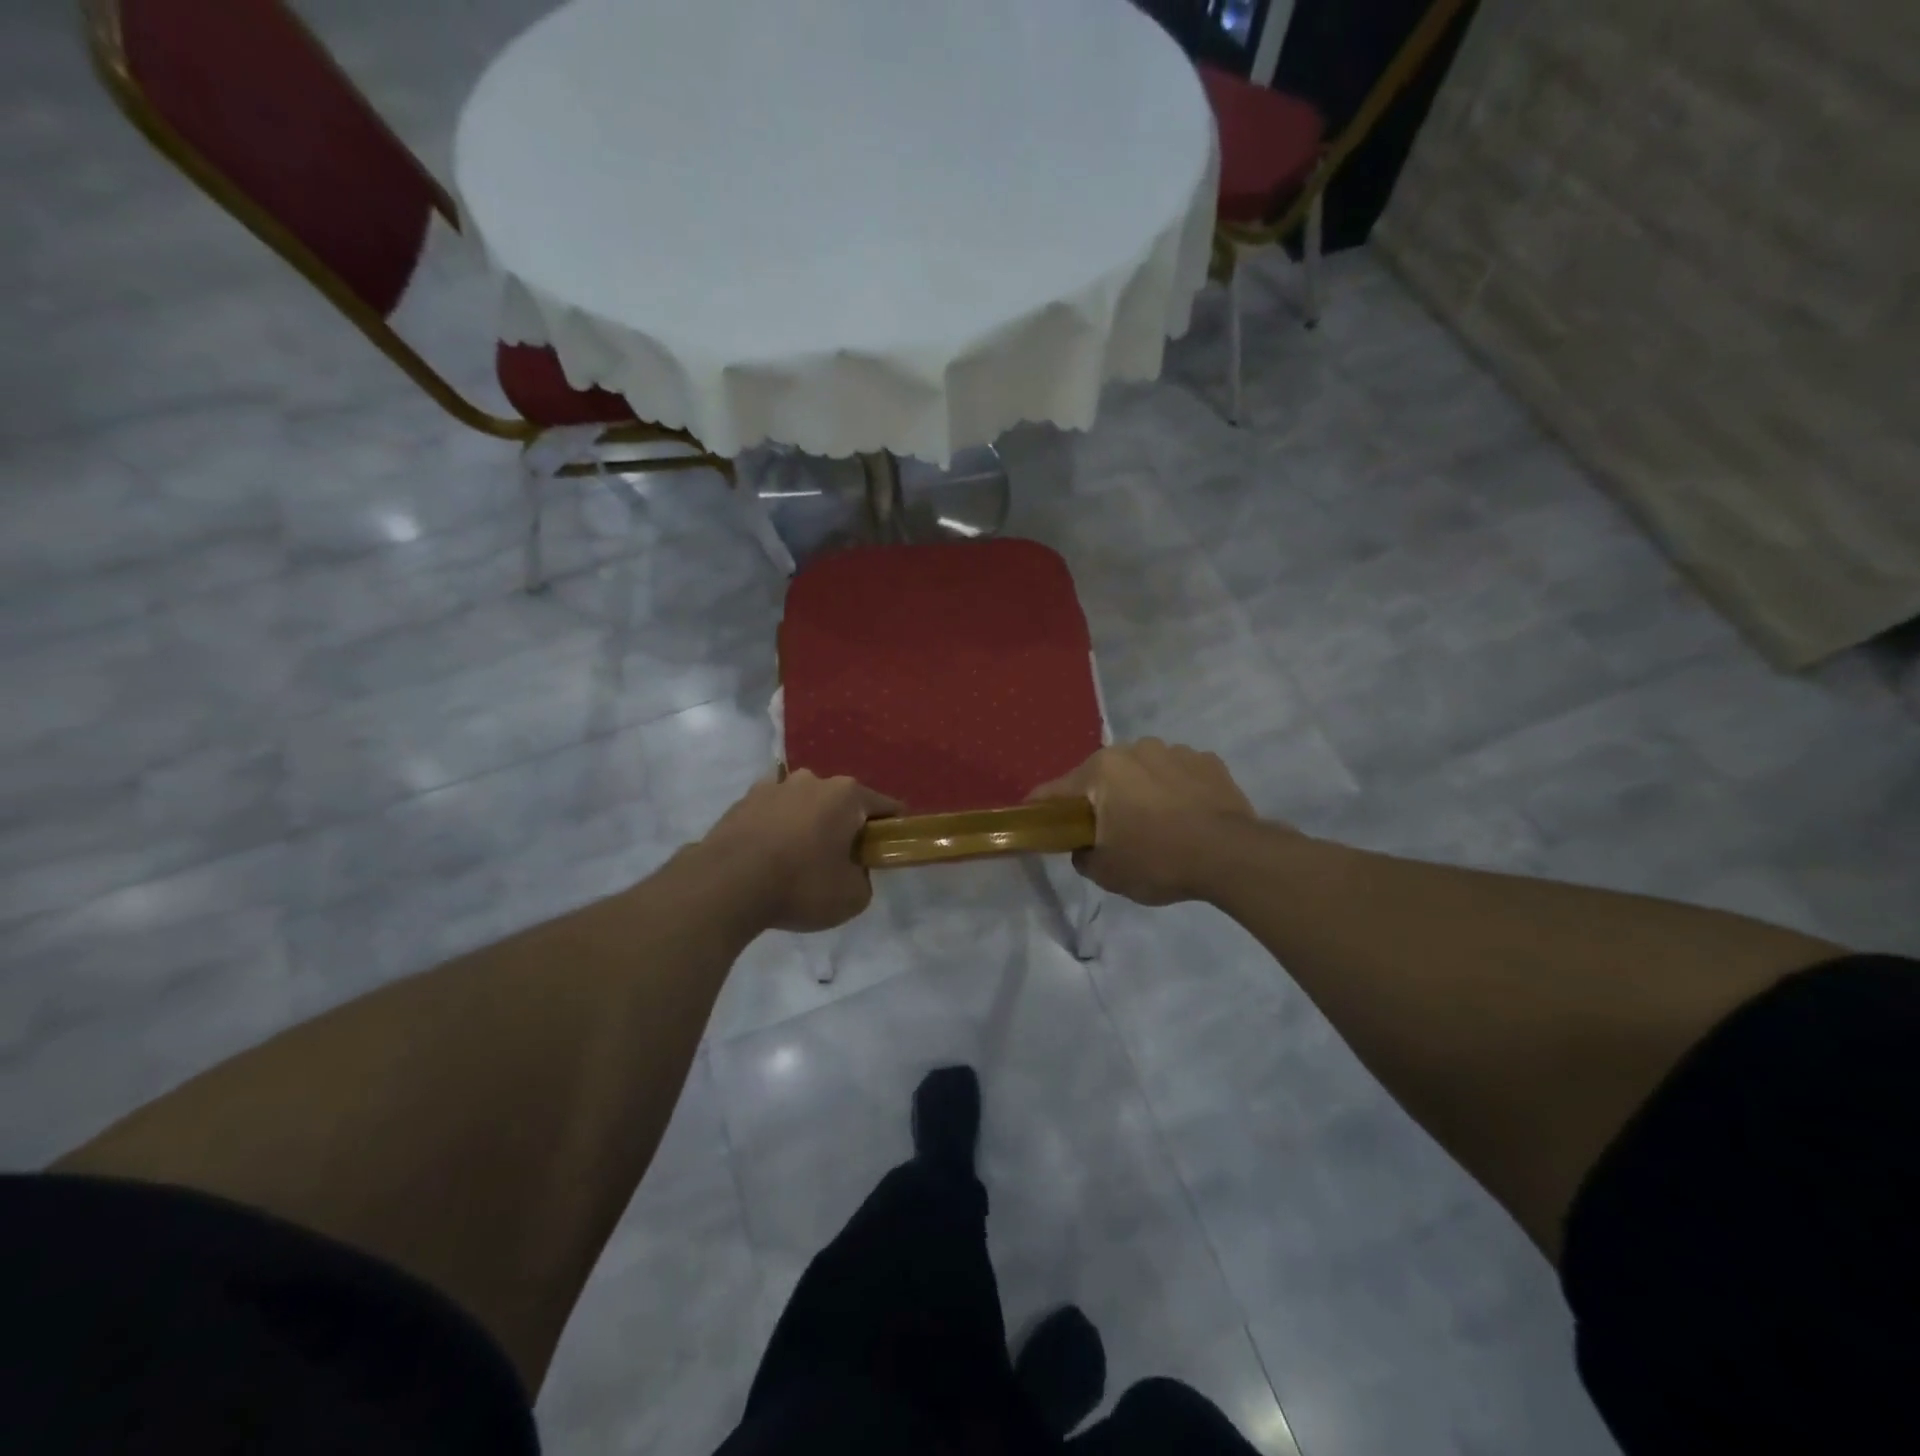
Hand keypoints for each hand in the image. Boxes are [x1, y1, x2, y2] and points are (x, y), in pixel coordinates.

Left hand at [698, 771, 902, 931]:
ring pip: (804, 804)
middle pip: (841, 802)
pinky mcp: (742, 801)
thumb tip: (853, 870)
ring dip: (808, 824)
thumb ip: (864, 879)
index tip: (890, 848)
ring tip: (799, 859)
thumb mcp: (853, 897)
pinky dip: (776, 828)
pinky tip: (770, 856)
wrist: (727, 884)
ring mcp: (774, 786)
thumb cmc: (801, 885)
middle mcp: (813, 779)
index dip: (893, 828)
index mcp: (847, 794)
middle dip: (845, 825)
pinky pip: (772, 813)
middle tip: (842, 860)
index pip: (885, 806)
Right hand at [1029, 739, 1260, 904]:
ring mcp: (1175, 751)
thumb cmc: (1158, 860)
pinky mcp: (1209, 761)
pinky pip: (1178, 774)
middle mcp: (1134, 749)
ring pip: (1143, 771)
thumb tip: (1084, 847)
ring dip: (1141, 791)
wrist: (1232, 856)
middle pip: (1103, 776)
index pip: (1056, 790)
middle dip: (1101, 799)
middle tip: (1110, 831)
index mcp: (1102, 770)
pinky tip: (1187, 817)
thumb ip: (1083, 856)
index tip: (1036, 820)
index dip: (1042, 808)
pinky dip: (1175, 790)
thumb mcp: (1107, 872)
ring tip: (1157, 824)